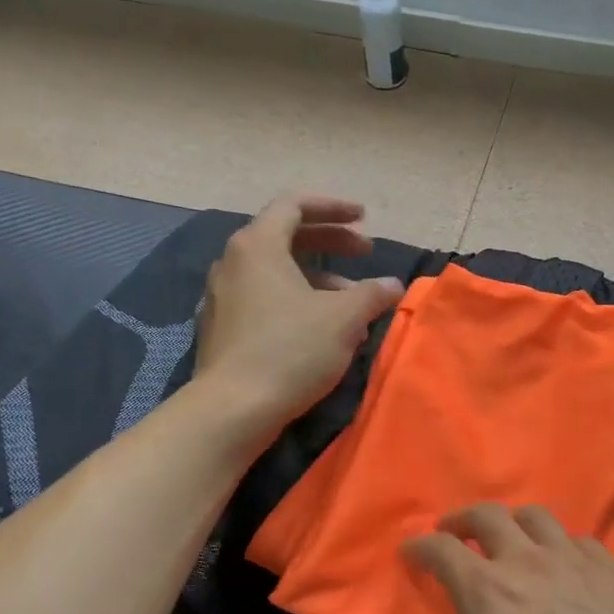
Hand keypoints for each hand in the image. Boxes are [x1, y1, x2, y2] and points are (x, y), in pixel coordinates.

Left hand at [194, 194, 402, 440]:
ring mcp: (222, 297)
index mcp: (257, 245)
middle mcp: (233, 262)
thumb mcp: (344, 318)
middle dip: (330, 243)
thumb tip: (393, 286)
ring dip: (318, 279)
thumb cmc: (291, 350)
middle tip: (365, 254)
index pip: (294, 205)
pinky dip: (296, 301)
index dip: (333, 208)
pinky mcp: (221, 328)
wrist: (233, 408)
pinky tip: (322, 331)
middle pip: (286, 237)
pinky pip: (264, 299)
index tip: (364, 218)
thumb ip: (372, 294)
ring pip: (277, 273)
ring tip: (352, 303)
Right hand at [402, 503, 613, 613]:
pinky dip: (560, 543)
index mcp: (488, 595)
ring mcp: (577, 562)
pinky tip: (565, 567)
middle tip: (454, 533)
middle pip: (489, 515)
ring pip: (537, 516)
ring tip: (510, 542)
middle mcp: (529, 564)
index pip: (442, 550)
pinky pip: (579, 539)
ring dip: (513, 522)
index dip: (420, 546)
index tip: (411, 551)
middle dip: (463, 519)